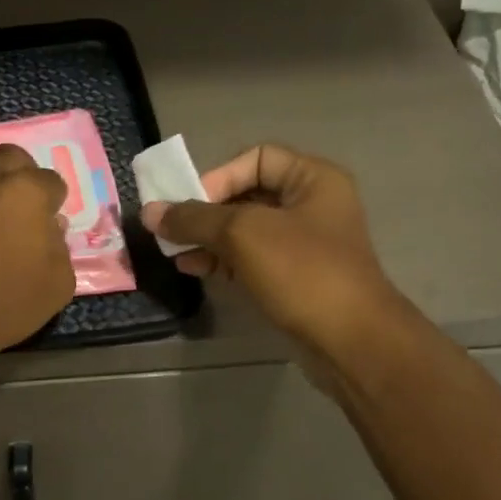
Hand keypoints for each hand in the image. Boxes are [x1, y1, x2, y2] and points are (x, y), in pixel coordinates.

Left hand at [0, 143, 74, 373]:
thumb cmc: (5, 304)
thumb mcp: (58, 283)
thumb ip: (60, 246)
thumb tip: (50, 227)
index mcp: (27, 191)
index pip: (52, 181)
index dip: (55, 203)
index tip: (50, 225)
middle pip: (13, 157)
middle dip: (25, 175)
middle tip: (25, 207)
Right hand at [140, 144, 398, 361]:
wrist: (351, 341)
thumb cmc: (302, 271)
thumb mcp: (243, 234)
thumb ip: (194, 219)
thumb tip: (149, 212)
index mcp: (313, 179)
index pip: (256, 158)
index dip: (219, 177)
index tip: (189, 204)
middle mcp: (312, 205)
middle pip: (247, 195)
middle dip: (206, 212)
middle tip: (172, 230)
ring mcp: (305, 245)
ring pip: (246, 231)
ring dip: (209, 239)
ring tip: (175, 253)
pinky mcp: (295, 279)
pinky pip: (252, 259)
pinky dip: (223, 261)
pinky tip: (194, 269)